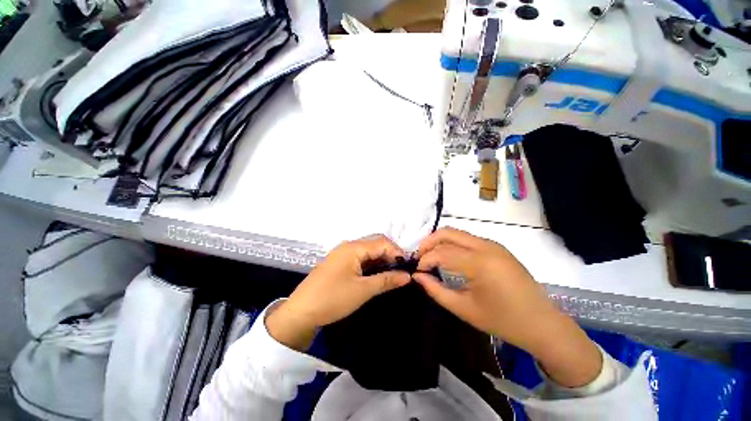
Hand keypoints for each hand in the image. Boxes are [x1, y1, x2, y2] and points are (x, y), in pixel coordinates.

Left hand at [266, 235, 410, 350]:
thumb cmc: (333, 299)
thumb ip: (387, 280)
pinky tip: (376, 275)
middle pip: (375, 244)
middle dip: (390, 255)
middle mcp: (348, 246)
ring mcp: (342, 254)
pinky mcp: (339, 263)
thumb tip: (407, 276)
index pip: (382, 242)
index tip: (407, 268)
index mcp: (353, 247)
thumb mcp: (363, 290)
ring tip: (391, 274)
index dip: (397, 252)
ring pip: (367, 251)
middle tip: (400, 272)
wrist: (300, 313)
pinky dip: (370, 264)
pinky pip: (359, 258)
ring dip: (380, 260)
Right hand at [414, 228, 601, 387]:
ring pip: (458, 233)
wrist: (543, 324)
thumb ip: (436, 291)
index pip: (442, 252)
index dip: (425, 260)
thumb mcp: (464, 309)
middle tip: (420, 257)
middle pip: (448, 232)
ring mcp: (494, 244)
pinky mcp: (497, 247)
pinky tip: (449, 257)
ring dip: (440, 241)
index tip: (417, 271)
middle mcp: (486, 246)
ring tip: (431, 257)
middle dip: (429, 242)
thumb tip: (417, 276)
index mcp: (480, 263)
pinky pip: (468, 239)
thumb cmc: (503, 321)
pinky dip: (453, 244)